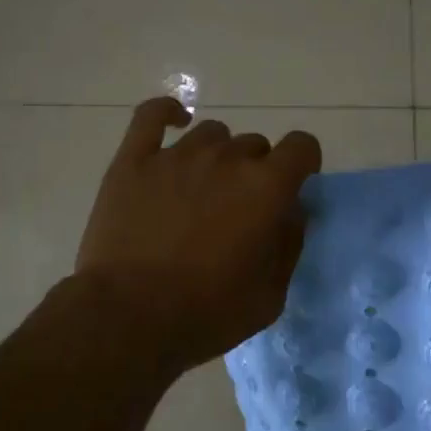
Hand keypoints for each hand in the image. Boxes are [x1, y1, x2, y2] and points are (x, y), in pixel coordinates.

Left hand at [76, 99, 322, 373]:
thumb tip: (291, 211)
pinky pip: (151, 115)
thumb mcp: (270, 294)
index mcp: (265, 187)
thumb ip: (289, 244)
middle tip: (238, 208)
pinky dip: (167, 114)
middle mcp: (225, 158)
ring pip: (211, 134)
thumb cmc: (206, 313)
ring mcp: (176, 154)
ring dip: (216, 155)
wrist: (128, 316)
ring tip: (201, 189)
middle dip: (255, 171)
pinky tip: (174, 122)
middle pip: (253, 144)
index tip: (293, 184)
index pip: (301, 146)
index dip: (302, 162)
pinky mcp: (134, 160)